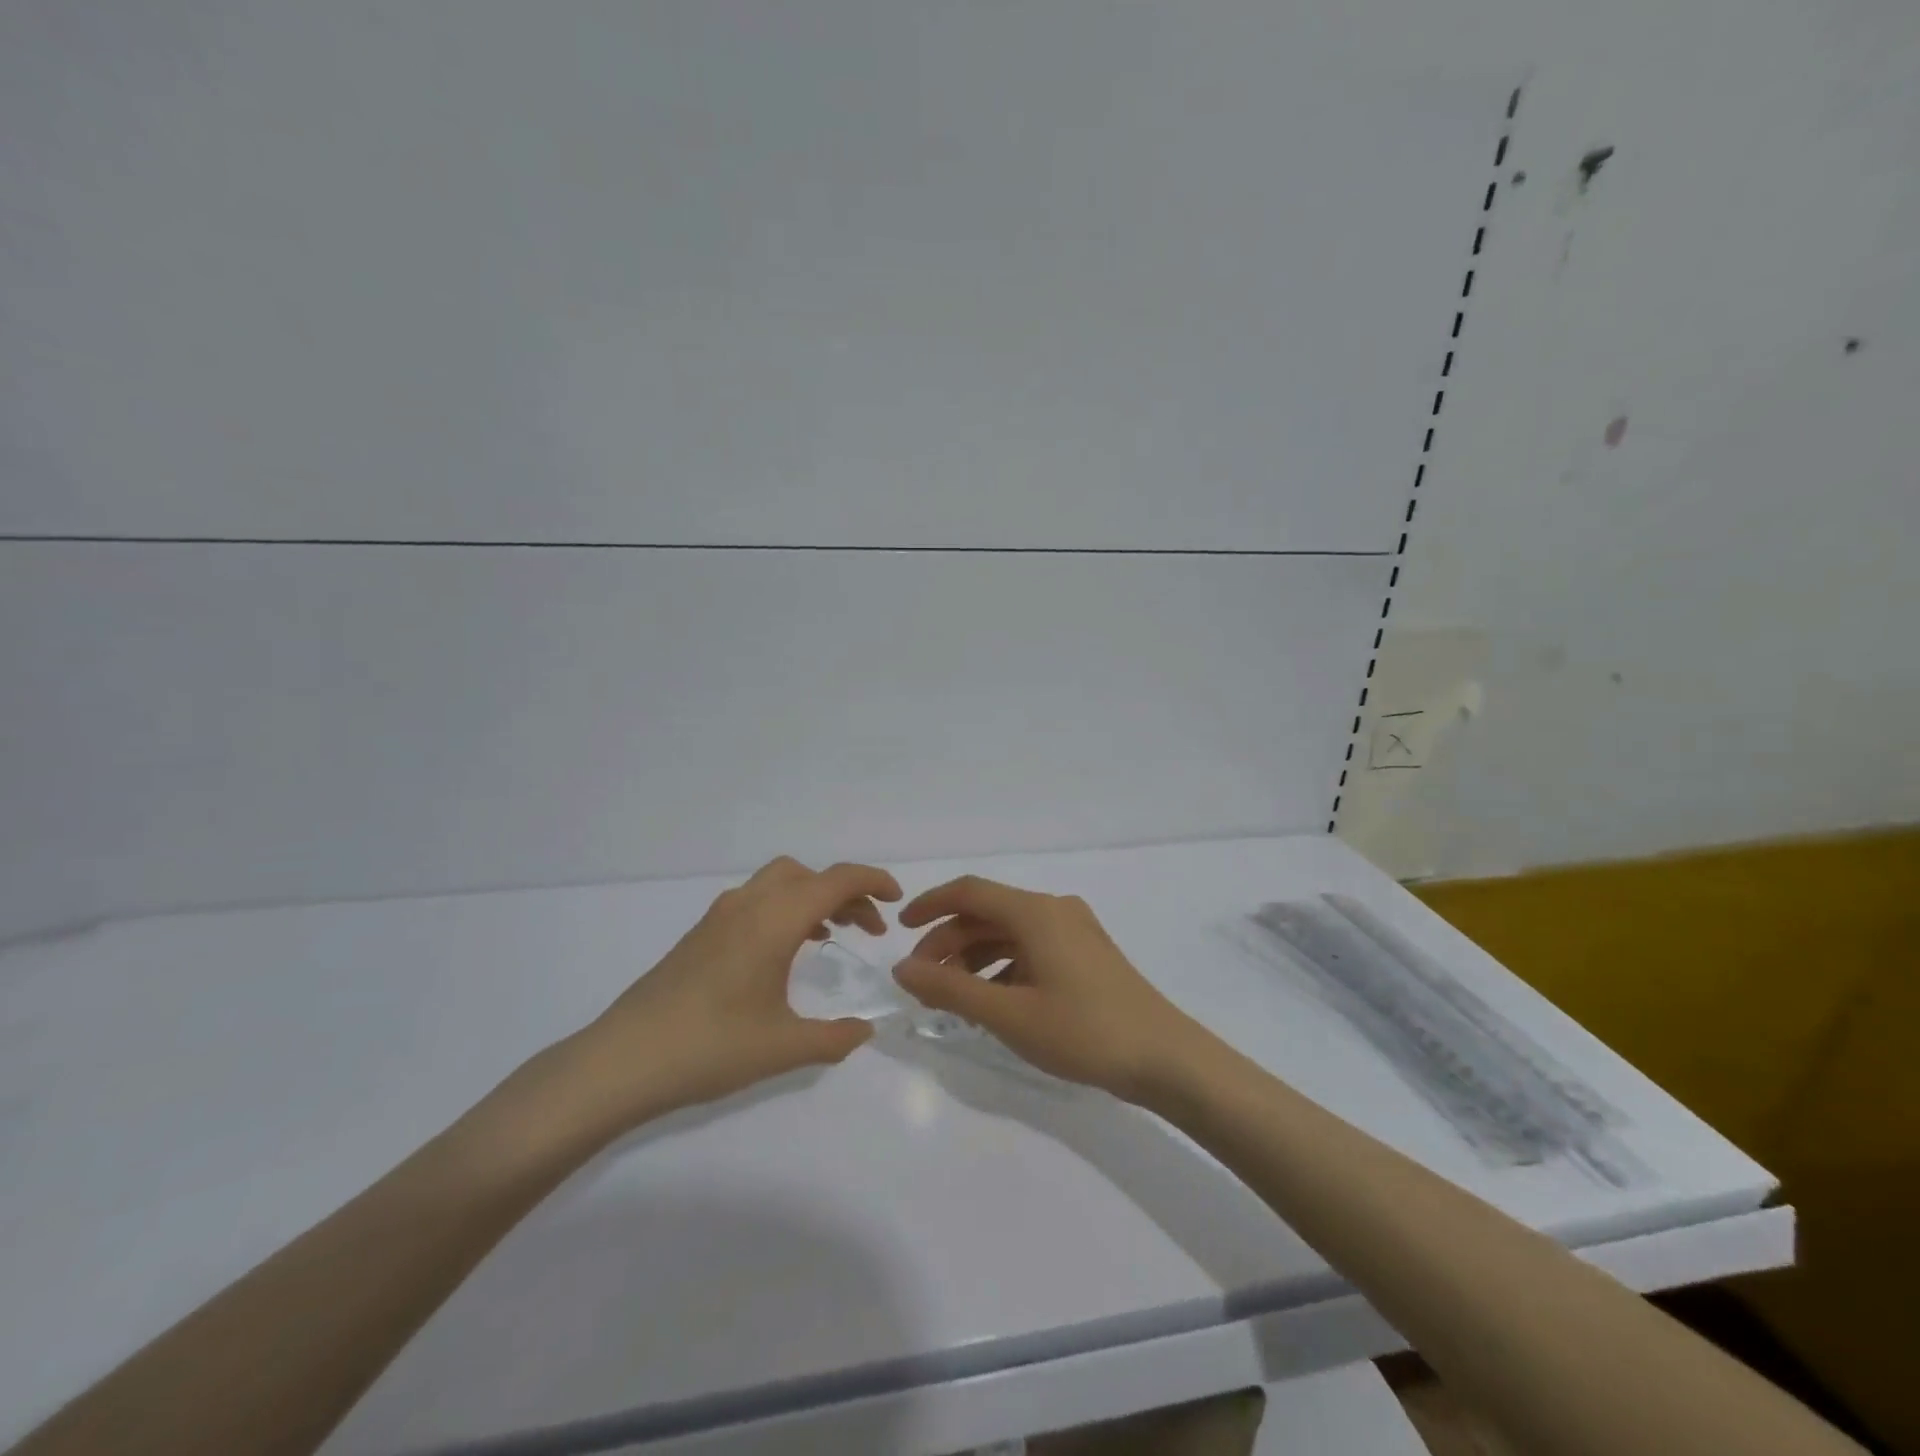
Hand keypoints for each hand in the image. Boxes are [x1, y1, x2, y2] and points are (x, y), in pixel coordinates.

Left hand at [557, 858, 901, 1131]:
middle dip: (844, 892)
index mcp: (775, 919)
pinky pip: (755, 901)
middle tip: (866, 927)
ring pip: (778, 883)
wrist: (622, 1060)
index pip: (836, 879)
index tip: (896, 902)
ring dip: (811, 897)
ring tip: (830, 935)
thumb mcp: (783, 1047)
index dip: (873, 882)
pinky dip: (783, 909)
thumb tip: (865, 1030)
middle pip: (808, 874)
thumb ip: (834, 1038)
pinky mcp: (700, 934)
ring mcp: (719, 917)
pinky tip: (783, 952)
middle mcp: (749, 905)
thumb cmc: (710, 1047)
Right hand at [891, 876, 1203, 1100]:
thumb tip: (902, 968)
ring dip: (974, 957)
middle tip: (921, 979)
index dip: (930, 905)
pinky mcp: (1086, 954)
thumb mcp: (1008, 1014)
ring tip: (950, 996)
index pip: (970, 891)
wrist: (1165, 1058)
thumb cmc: (1083, 1031)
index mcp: (1036, 912)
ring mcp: (1074, 931)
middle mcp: (1054, 910)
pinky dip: (1002, 968)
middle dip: (949, 941)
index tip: (899, 930)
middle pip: (988, 913)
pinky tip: (991, 1002)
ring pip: (1009, 933)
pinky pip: (1031, 949)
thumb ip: (950, 988)